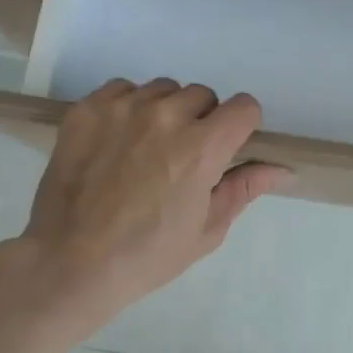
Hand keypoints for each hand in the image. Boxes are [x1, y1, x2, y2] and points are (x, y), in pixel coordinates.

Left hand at [18, 78, 289, 333]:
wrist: (70, 262)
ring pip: (163, 89)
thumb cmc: (147, 255)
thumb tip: (282, 169)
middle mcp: (165, 117)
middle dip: (202, 121)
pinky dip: (128, 108)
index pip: (244, 106)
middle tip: (183, 156)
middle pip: (203, 95)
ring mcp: (122, 109)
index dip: (241, 126)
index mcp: (201, 148)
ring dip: (165, 112)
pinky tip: (118, 140)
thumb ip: (244, 188)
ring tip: (147, 147)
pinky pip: (122, 89)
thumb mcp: (207, 229)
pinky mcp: (87, 110)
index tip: (228, 147)